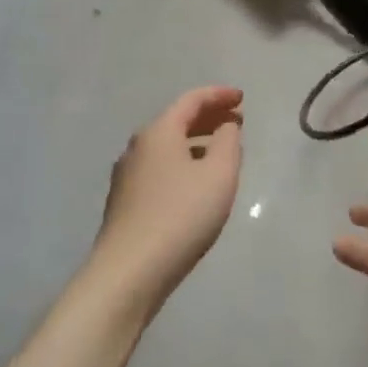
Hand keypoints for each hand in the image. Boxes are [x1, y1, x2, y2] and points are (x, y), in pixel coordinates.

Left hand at [91, 86, 243, 295]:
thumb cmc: (181, 215)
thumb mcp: (219, 174)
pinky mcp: (125, 201)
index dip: (219, 95)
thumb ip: (228, 142)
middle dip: (208, 117)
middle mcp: (137, 147)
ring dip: (196, 141)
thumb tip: (226, 126)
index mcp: (159, 132)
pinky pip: (160, 167)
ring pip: (167, 146)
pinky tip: (196, 181)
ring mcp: (127, 175)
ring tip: (222, 151)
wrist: (130, 270)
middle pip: (176, 121)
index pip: (192, 100)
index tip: (242, 98)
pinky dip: (182, 162)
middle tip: (236, 121)